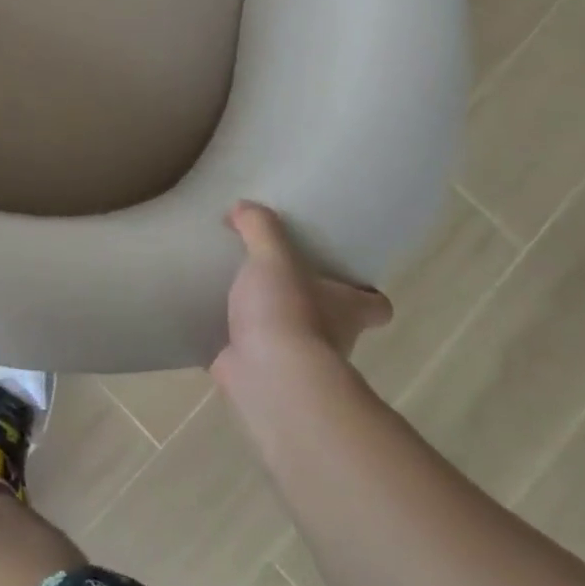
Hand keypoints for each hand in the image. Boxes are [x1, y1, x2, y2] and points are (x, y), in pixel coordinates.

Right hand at [211, 202, 391, 397]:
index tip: (344, 276)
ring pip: (288, 337)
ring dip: (267, 321)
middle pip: (330, 318)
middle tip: (273, 275)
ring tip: (233, 291)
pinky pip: (246, 353)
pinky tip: (208, 320)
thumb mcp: (274, 257)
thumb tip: (242, 208)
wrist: (268, 377)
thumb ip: (261, 228)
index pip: (375, 304)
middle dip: (307, 301)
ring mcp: (295, 360)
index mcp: (347, 309)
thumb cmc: (287, 313)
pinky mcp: (260, 374)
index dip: (365, 291)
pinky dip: (232, 341)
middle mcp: (331, 338)